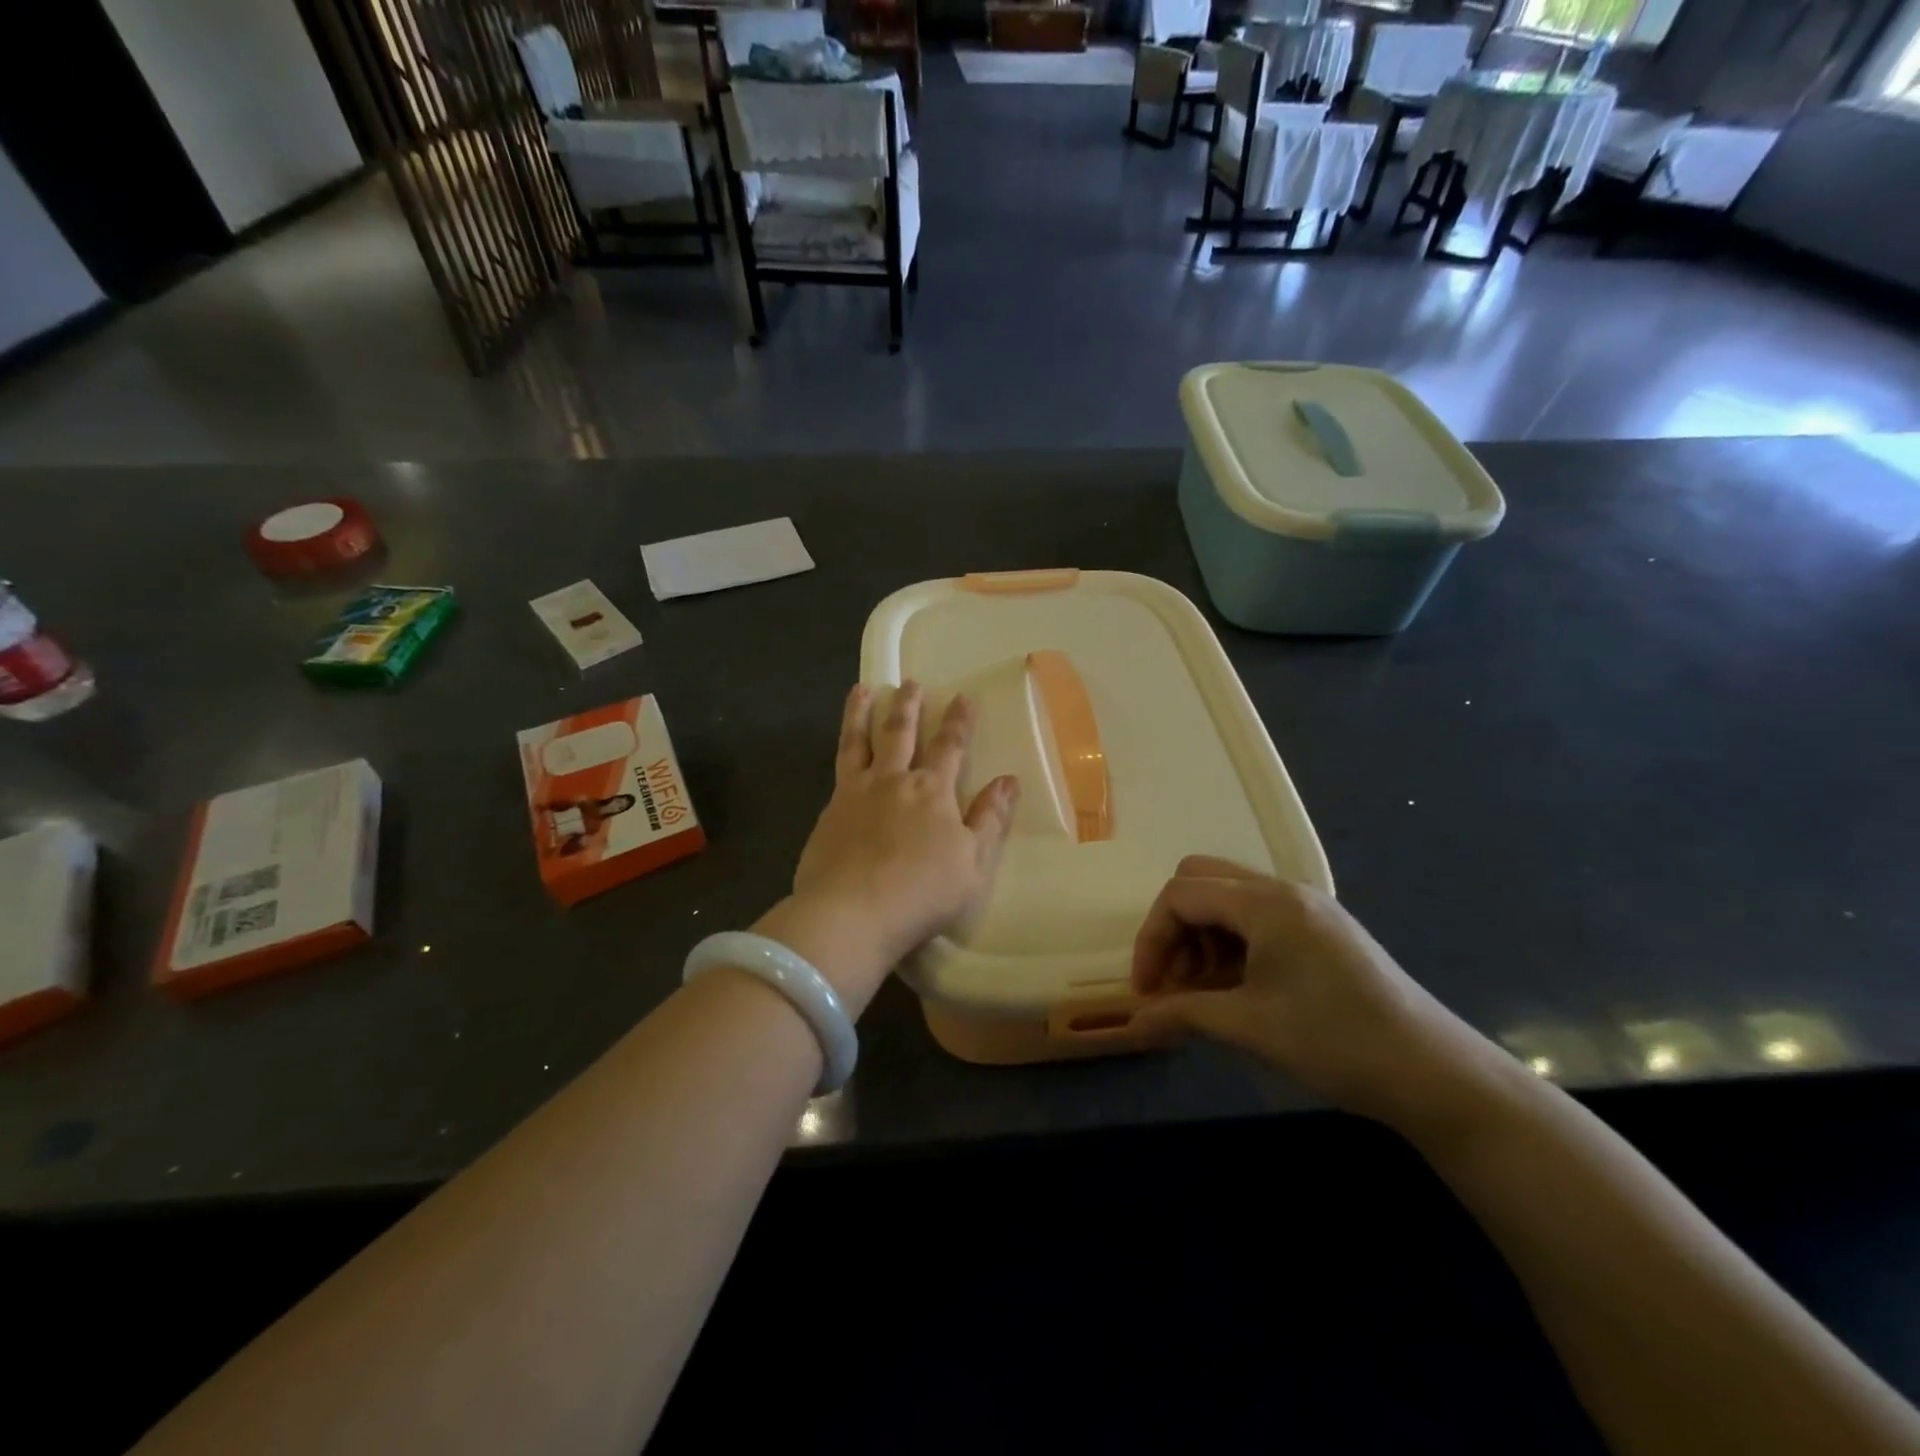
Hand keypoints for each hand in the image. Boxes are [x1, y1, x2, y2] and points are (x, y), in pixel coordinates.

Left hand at [764, 683, 1017, 1014]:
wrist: (852, 912)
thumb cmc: (922, 892)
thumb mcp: (973, 862)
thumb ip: (989, 819)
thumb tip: (1008, 780)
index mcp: (933, 791)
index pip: (950, 747)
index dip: (958, 721)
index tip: (962, 697)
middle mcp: (894, 781)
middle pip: (902, 733)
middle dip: (909, 706)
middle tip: (911, 683)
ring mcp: (856, 793)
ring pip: (860, 741)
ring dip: (863, 712)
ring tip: (862, 689)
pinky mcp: (829, 811)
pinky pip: (838, 767)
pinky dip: (843, 747)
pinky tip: (843, 747)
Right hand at [1128, 856, 1506, 1136]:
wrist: (1434, 1074)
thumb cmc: (1334, 1041)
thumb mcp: (1249, 1026)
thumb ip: (1183, 1014)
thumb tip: (1132, 1025)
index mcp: (1265, 902)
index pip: (1180, 895)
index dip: (1152, 939)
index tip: (1146, 991)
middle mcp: (1283, 890)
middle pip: (1201, 882)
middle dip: (1174, 929)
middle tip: (1174, 982)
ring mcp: (1307, 908)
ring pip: (1228, 899)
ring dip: (1202, 938)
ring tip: (1205, 994)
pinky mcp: (1322, 931)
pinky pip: (1258, 919)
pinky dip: (1233, 945)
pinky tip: (1239, 990)